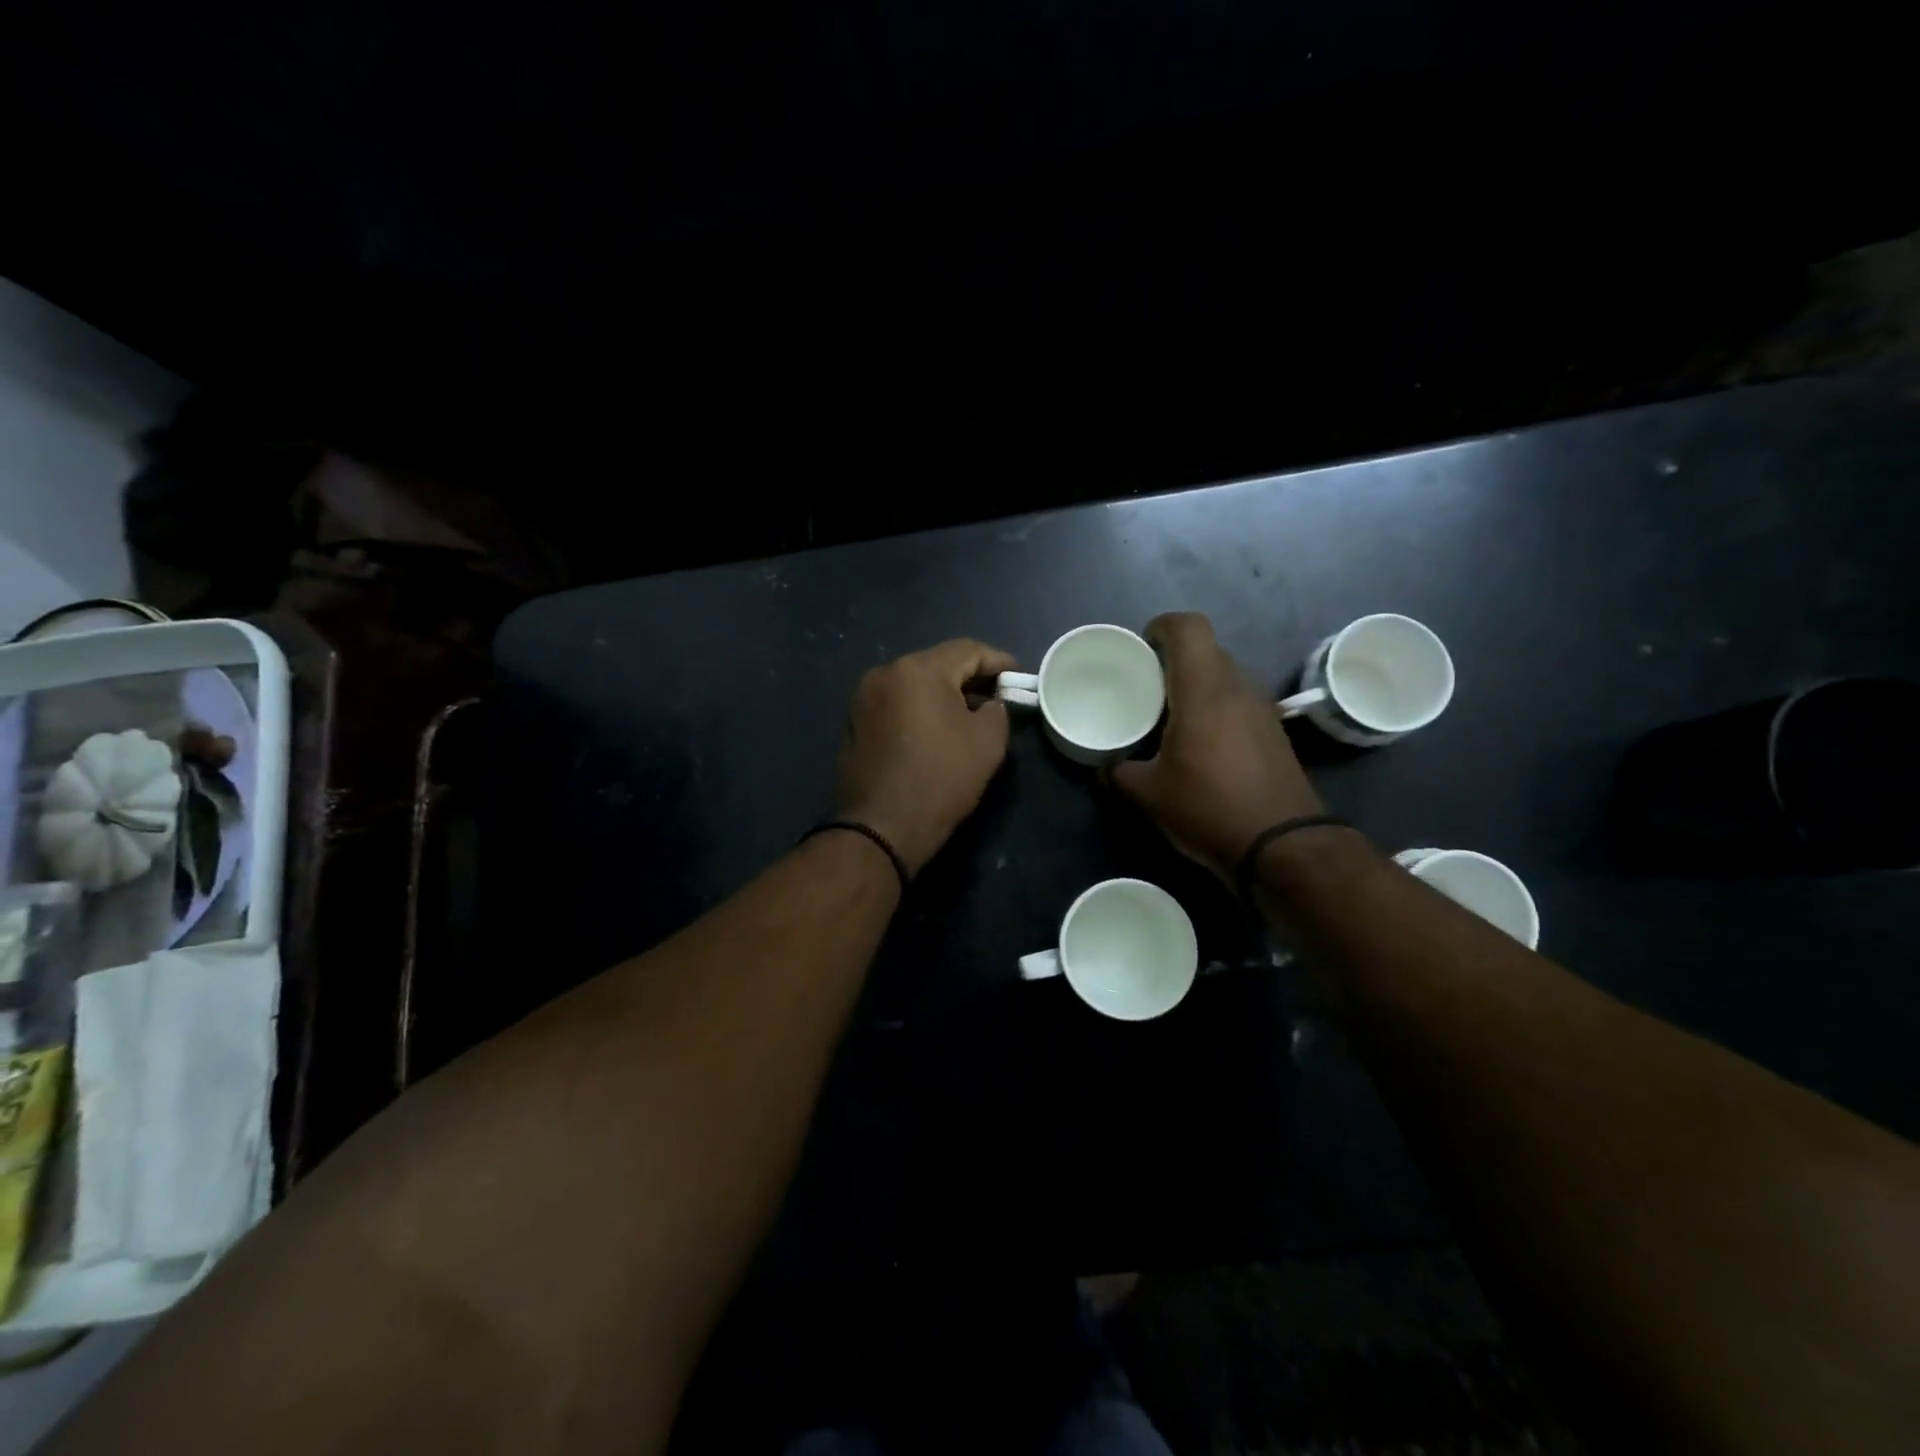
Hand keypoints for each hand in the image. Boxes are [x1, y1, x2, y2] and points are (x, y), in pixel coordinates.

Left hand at [837, 639, 1017, 875]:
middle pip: (937, 665)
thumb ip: (997, 711)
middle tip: (997, 698)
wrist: (882, 827)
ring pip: (914, 685)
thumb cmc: (941, 778)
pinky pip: (896, 705)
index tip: (1019, 678)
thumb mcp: (988, 742)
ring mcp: (863, 699)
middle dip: (970, 678)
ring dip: (943, 695)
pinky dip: (918, 711)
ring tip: (968, 716)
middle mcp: (884, 673)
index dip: (998, 662)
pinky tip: (935, 733)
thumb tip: (989, 705)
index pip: (967, 650)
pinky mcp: (854, 724)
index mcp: (918, 669)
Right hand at [1111, 612, 1323, 880]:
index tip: (1141, 649)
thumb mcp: (1149, 795)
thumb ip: (1119, 773)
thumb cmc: (1209, 808)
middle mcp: (1237, 687)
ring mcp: (1262, 708)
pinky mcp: (1274, 731)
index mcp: (1204, 690)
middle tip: (1146, 687)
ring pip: (1224, 676)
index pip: (1189, 627)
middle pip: (1206, 650)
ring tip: (1169, 716)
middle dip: (1173, 661)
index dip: (1162, 626)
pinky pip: (1238, 701)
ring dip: (1196, 686)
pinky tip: (1200, 743)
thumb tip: (1105, 767)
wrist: (1283, 845)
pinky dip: (1216, 708)